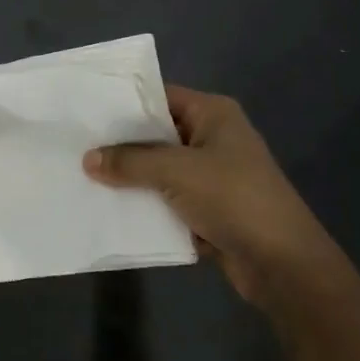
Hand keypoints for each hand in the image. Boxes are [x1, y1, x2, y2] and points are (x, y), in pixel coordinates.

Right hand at [84, 85, 335, 301]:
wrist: (283, 264)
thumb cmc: (233, 198)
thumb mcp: (176, 171)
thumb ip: (129, 161)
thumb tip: (88, 159)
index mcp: (213, 114)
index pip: (160, 97)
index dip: (124, 104)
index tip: (85, 112)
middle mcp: (213, 138)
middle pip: (156, 134)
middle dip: (120, 144)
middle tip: (76, 146)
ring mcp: (212, 175)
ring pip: (159, 169)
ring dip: (130, 177)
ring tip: (84, 177)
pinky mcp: (209, 208)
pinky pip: (167, 199)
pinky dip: (145, 204)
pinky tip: (110, 208)